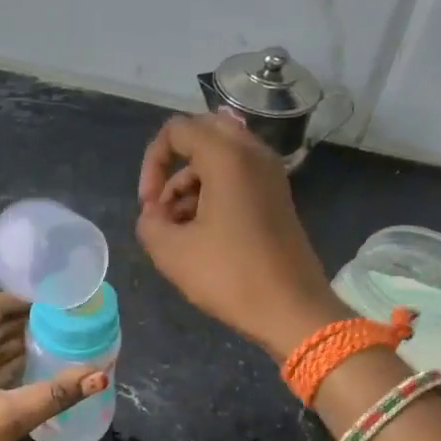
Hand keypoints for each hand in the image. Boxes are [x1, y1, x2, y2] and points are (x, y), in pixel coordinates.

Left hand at [0, 293, 107, 440]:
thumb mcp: (10, 417)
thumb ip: (57, 392)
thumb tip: (102, 375)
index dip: (27, 303)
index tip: (61, 305)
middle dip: (26, 326)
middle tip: (67, 326)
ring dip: (16, 349)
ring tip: (58, 345)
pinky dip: (3, 370)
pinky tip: (33, 373)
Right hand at [136, 111, 342, 360]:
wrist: (292, 310)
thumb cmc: (229, 276)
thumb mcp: (170, 251)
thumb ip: (149, 220)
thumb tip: (156, 212)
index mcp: (227, 157)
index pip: (176, 130)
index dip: (152, 163)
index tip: (149, 206)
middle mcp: (254, 154)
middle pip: (203, 133)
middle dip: (175, 163)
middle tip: (165, 204)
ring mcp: (271, 174)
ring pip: (220, 156)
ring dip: (193, 182)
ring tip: (181, 229)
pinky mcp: (278, 196)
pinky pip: (239, 175)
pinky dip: (215, 192)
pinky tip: (205, 233)